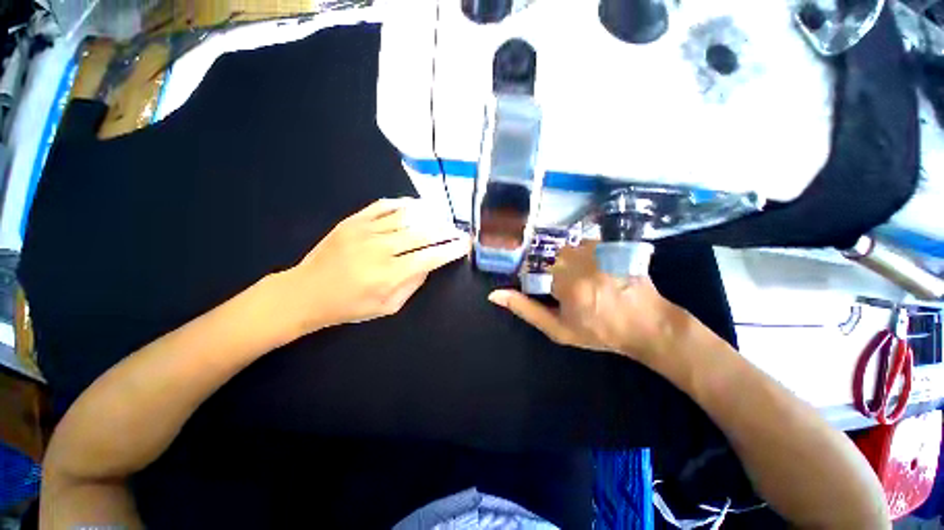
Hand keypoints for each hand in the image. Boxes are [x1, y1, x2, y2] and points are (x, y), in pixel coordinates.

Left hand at [284, 198, 468, 332]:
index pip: (430, 257)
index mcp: (389, 275)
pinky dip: (404, 203)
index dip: (451, 249)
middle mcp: (380, 249)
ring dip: (430, 215)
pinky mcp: (353, 221)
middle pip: (423, 233)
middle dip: (446, 231)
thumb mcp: (387, 307)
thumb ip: (412, 284)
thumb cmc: (349, 306)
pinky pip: (383, 206)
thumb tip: (429, 263)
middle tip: (458, 230)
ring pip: (407, 216)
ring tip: (443, 217)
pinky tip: (417, 205)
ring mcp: (365, 231)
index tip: (465, 244)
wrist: (305, 292)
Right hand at [488, 242, 689, 362]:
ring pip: (569, 250)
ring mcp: (597, 250)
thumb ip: (525, 310)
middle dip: (560, 274)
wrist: (646, 324)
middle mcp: (580, 260)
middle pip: (553, 258)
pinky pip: (586, 245)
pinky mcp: (610, 245)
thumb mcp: (557, 329)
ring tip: (591, 282)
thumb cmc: (599, 331)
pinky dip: (587, 256)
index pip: (534, 270)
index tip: (560, 295)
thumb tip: (494, 294)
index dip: (545, 283)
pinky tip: (600, 271)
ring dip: (574, 264)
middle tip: (578, 291)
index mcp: (565, 283)